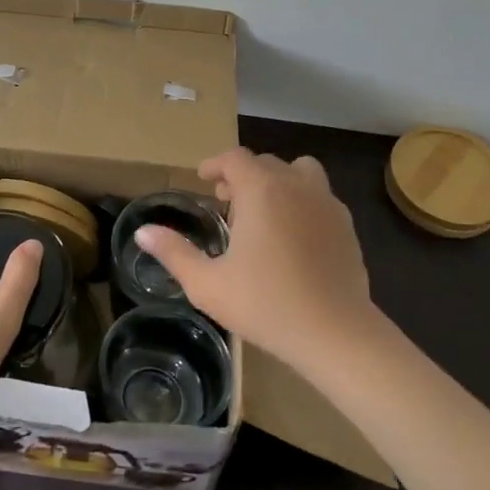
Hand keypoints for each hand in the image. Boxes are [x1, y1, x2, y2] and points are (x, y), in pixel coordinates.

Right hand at [136, 147, 383, 377]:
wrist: (334, 331)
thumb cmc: (265, 305)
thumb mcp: (208, 284)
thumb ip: (174, 253)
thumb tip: (143, 232)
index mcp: (261, 190)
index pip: (235, 158)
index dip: (215, 164)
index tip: (203, 179)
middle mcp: (296, 185)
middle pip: (265, 163)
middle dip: (242, 176)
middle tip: (226, 203)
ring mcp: (326, 203)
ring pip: (300, 172)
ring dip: (278, 181)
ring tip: (265, 212)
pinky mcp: (346, 225)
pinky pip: (320, 196)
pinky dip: (302, 201)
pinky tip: (293, 236)